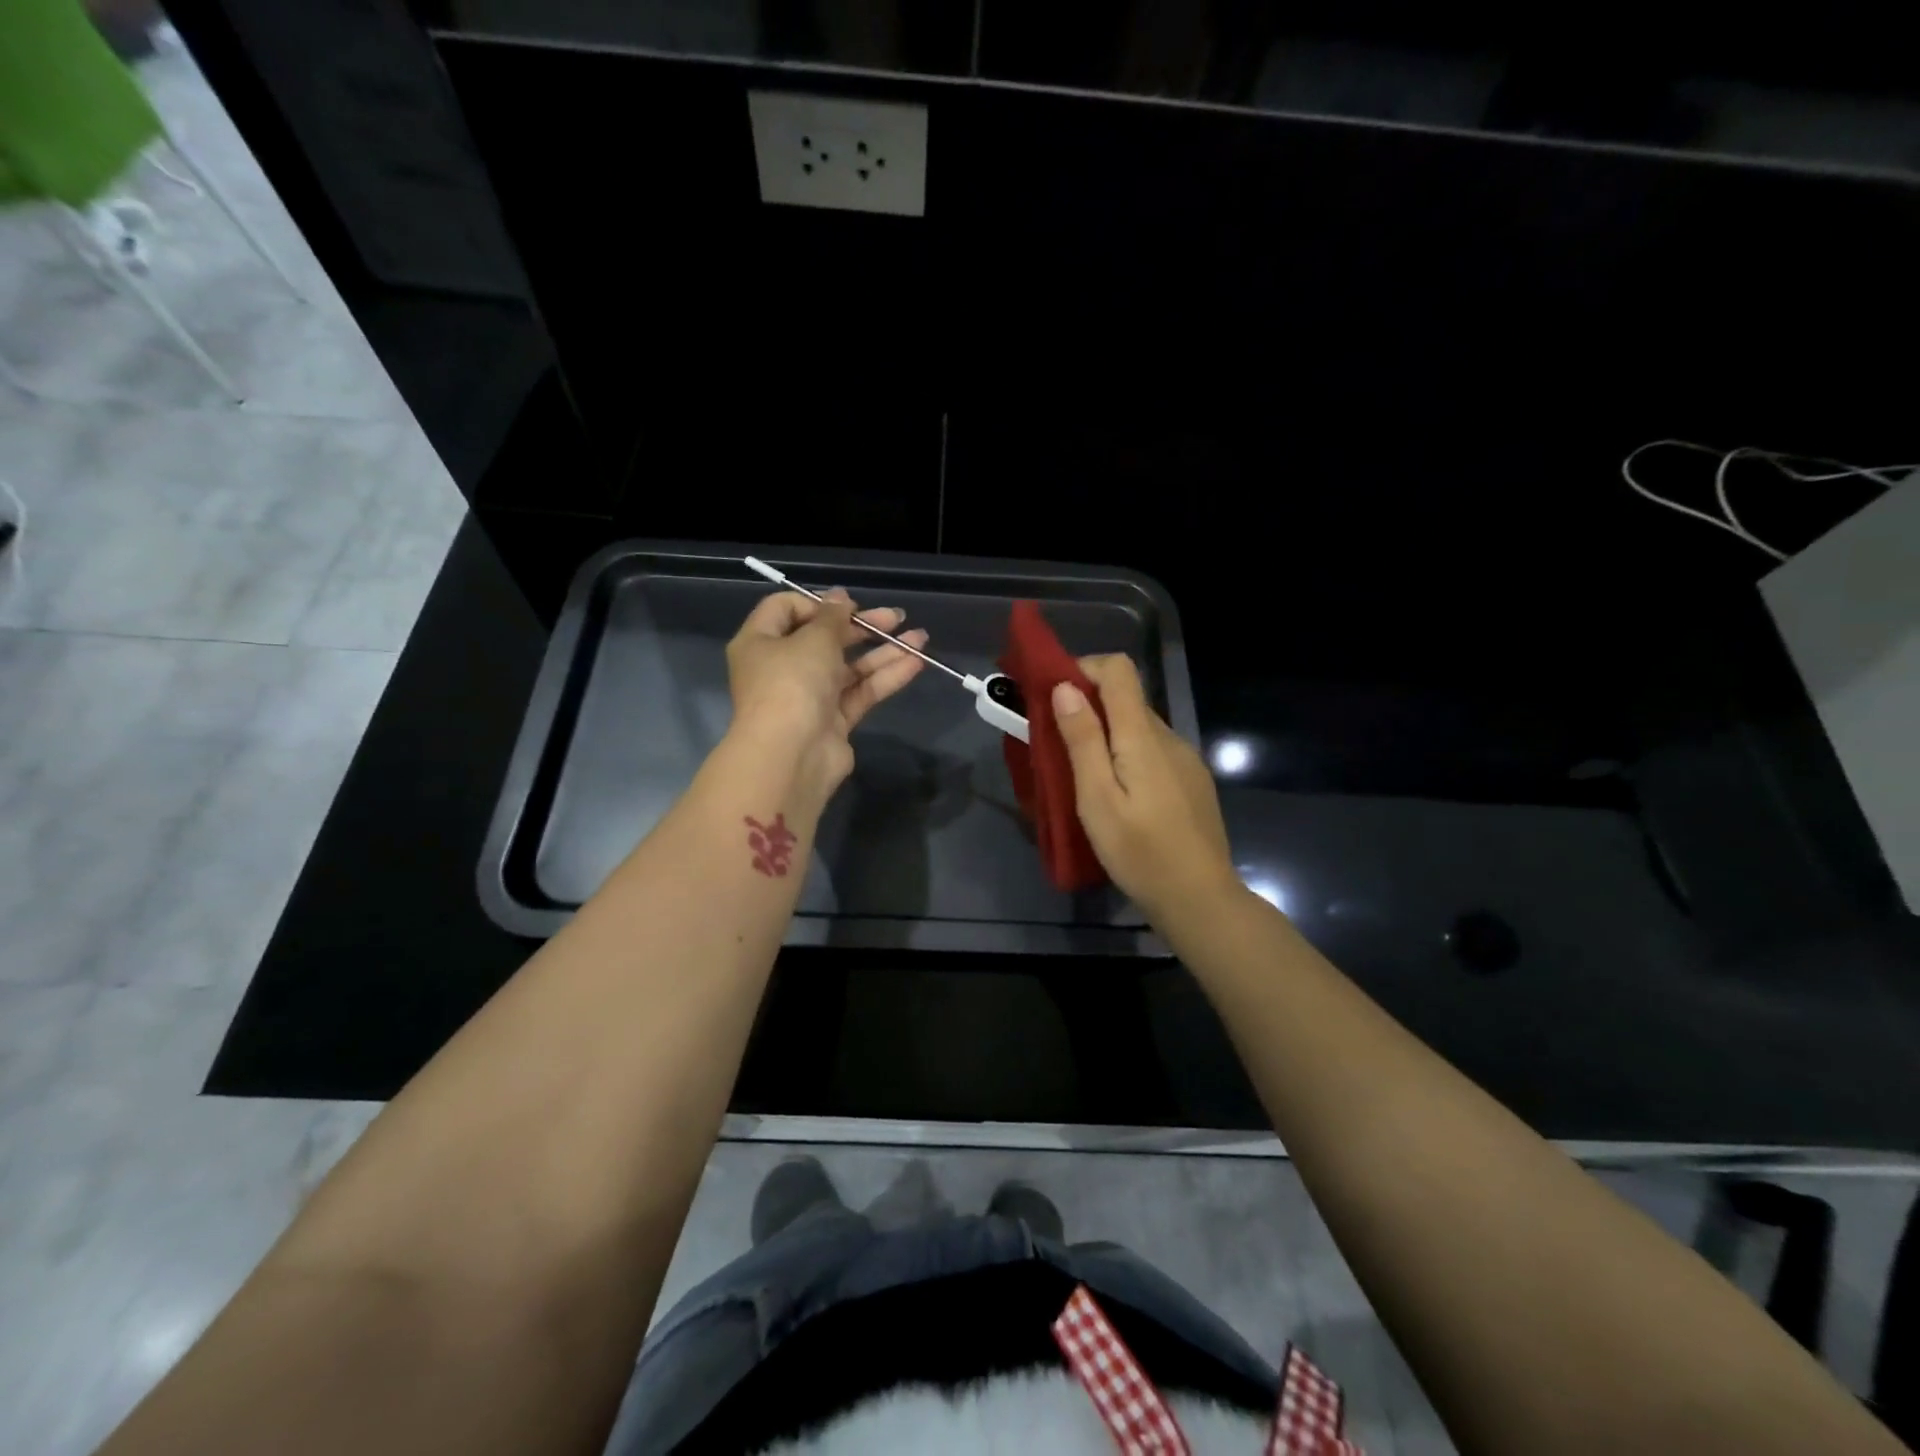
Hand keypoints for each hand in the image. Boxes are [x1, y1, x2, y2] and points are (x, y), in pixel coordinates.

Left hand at [725, 588, 928, 797]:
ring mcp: (808, 697)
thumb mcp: (813, 639)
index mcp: (760, 642)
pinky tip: (916, 663)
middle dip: (862, 627)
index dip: (818, 603)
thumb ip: (832, 617)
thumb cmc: (791, 684)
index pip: (784, 610)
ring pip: (848, 668)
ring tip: (920, 638)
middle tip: (895, 617)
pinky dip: (885, 678)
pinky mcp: (832, 722)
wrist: (790, 757)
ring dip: (883, 652)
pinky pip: (860, 692)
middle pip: (823, 639)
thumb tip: (839, 597)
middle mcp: (781, 668)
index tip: (848, 606)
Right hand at [1051, 654, 1240, 920]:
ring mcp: (1185, 759)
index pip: (1119, 669)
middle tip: (1055, 741)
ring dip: (1106, 733)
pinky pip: (1153, 751)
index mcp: (1143, 735)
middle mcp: (1169, 736)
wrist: (1200, 899)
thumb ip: (1083, 740)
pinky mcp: (1192, 780)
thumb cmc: (1140, 852)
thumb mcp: (1097, 799)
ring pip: (1139, 727)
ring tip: (1081, 774)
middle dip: (1087, 706)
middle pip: (1127, 698)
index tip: (1052, 694)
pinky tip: (1118, 794)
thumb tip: (1066, 687)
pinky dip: (1127, 755)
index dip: (1084, 668)